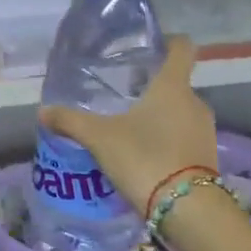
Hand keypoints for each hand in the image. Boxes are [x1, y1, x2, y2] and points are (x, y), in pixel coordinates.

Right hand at [38, 37, 216, 212]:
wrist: (187, 209)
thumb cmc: (144, 157)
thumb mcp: (99, 138)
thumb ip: (70, 121)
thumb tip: (43, 111)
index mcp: (173, 86)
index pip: (182, 49)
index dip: (169, 41)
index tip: (151, 45)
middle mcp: (195, 102)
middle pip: (176, 83)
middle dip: (152, 86)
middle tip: (123, 94)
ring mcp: (205, 130)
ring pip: (180, 112)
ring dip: (160, 115)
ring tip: (129, 126)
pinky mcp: (207, 156)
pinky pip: (184, 136)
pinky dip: (167, 138)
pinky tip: (143, 152)